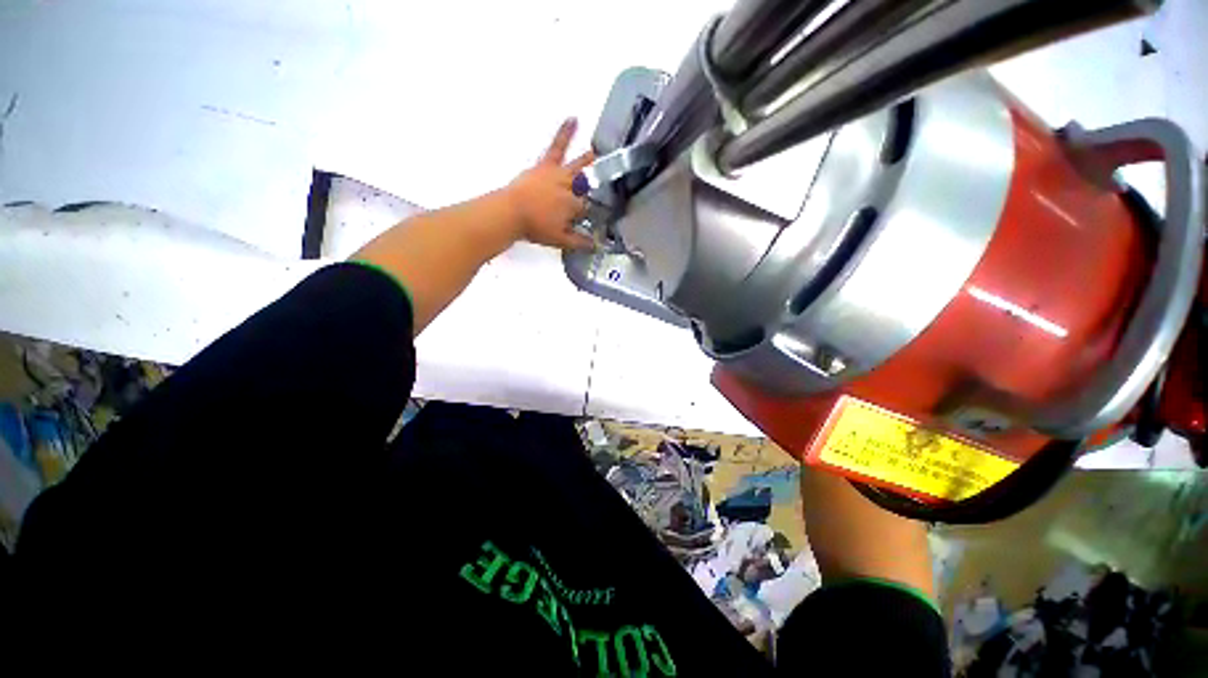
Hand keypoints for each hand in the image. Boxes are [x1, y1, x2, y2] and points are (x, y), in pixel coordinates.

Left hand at [503, 118, 595, 249]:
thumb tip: (596, 246)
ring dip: (588, 161)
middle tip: (604, 185)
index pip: (589, 208)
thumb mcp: (560, 240)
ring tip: (597, 154)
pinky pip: (557, 146)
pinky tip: (573, 119)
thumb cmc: (535, 227)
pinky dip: (565, 132)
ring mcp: (558, 174)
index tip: (595, 216)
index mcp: (574, 206)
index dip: (592, 212)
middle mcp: (570, 188)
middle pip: (587, 186)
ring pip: (577, 166)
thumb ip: (579, 242)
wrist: (510, 212)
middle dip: (595, 187)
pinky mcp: (546, 165)